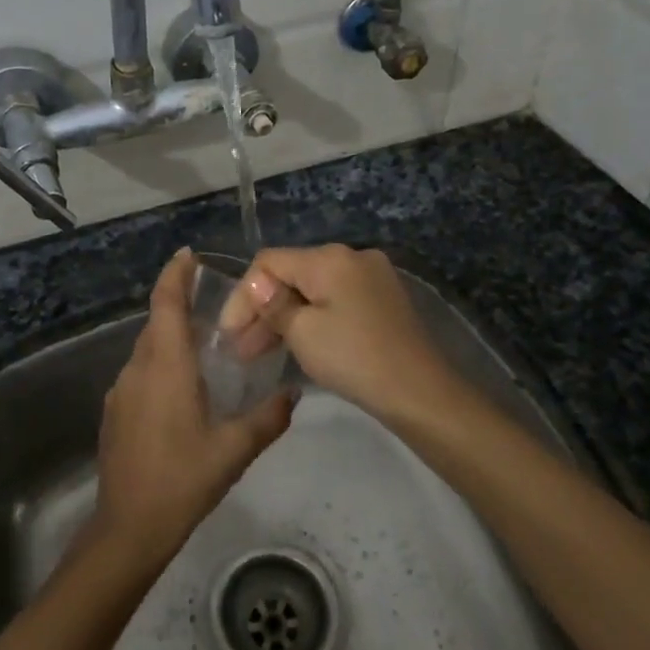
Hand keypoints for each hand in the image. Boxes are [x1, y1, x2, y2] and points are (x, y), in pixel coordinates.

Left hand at [89, 250, 293, 567]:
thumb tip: (293, 394)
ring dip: (171, 338)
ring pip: (147, 349)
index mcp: (165, 366)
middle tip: (214, 305)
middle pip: (156, 323)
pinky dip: (161, 364)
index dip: (174, 275)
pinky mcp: (115, 413)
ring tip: (205, 346)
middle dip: (179, 305)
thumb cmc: (182, 480)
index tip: (188, 254)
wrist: (128, 527)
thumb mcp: (234, 450)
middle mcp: (138, 369)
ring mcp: (121, 391)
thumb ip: (267, 418)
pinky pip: (140, 372)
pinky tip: (183, 388)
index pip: (166, 304)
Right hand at [221, 245, 466, 426]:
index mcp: (330, 257)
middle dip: (263, 309)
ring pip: (313, 290)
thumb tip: (256, 284)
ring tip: (261, 352)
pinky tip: (297, 343)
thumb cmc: (354, 359)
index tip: (228, 334)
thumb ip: (273, 304)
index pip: (269, 262)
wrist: (420, 393)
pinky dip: (312, 318)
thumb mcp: (303, 333)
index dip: (243, 295)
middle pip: (292, 274)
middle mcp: (352, 256)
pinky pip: (335, 300)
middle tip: (240, 349)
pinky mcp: (383, 300)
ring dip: (285, 316)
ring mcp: (372, 277)